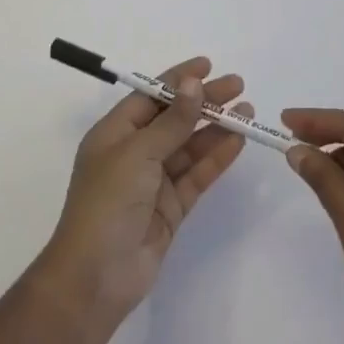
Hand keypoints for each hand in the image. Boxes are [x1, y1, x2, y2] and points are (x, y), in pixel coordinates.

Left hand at [34, 58, 251, 335]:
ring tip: (247, 111)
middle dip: (204, 102)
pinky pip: (197, 174)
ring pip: (190, 146)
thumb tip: (193, 83)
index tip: (208, 65)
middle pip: (174, 119)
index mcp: (115, 133)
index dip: (178, 79)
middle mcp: (134, 153)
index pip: (150, 96)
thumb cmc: (108, 203)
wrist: (96, 277)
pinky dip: (217, 157)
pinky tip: (238, 141)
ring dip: (216, 128)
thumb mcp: (138, 153)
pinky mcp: (171, 208)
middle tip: (238, 86)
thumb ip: (172, 121)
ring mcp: (153, 182)